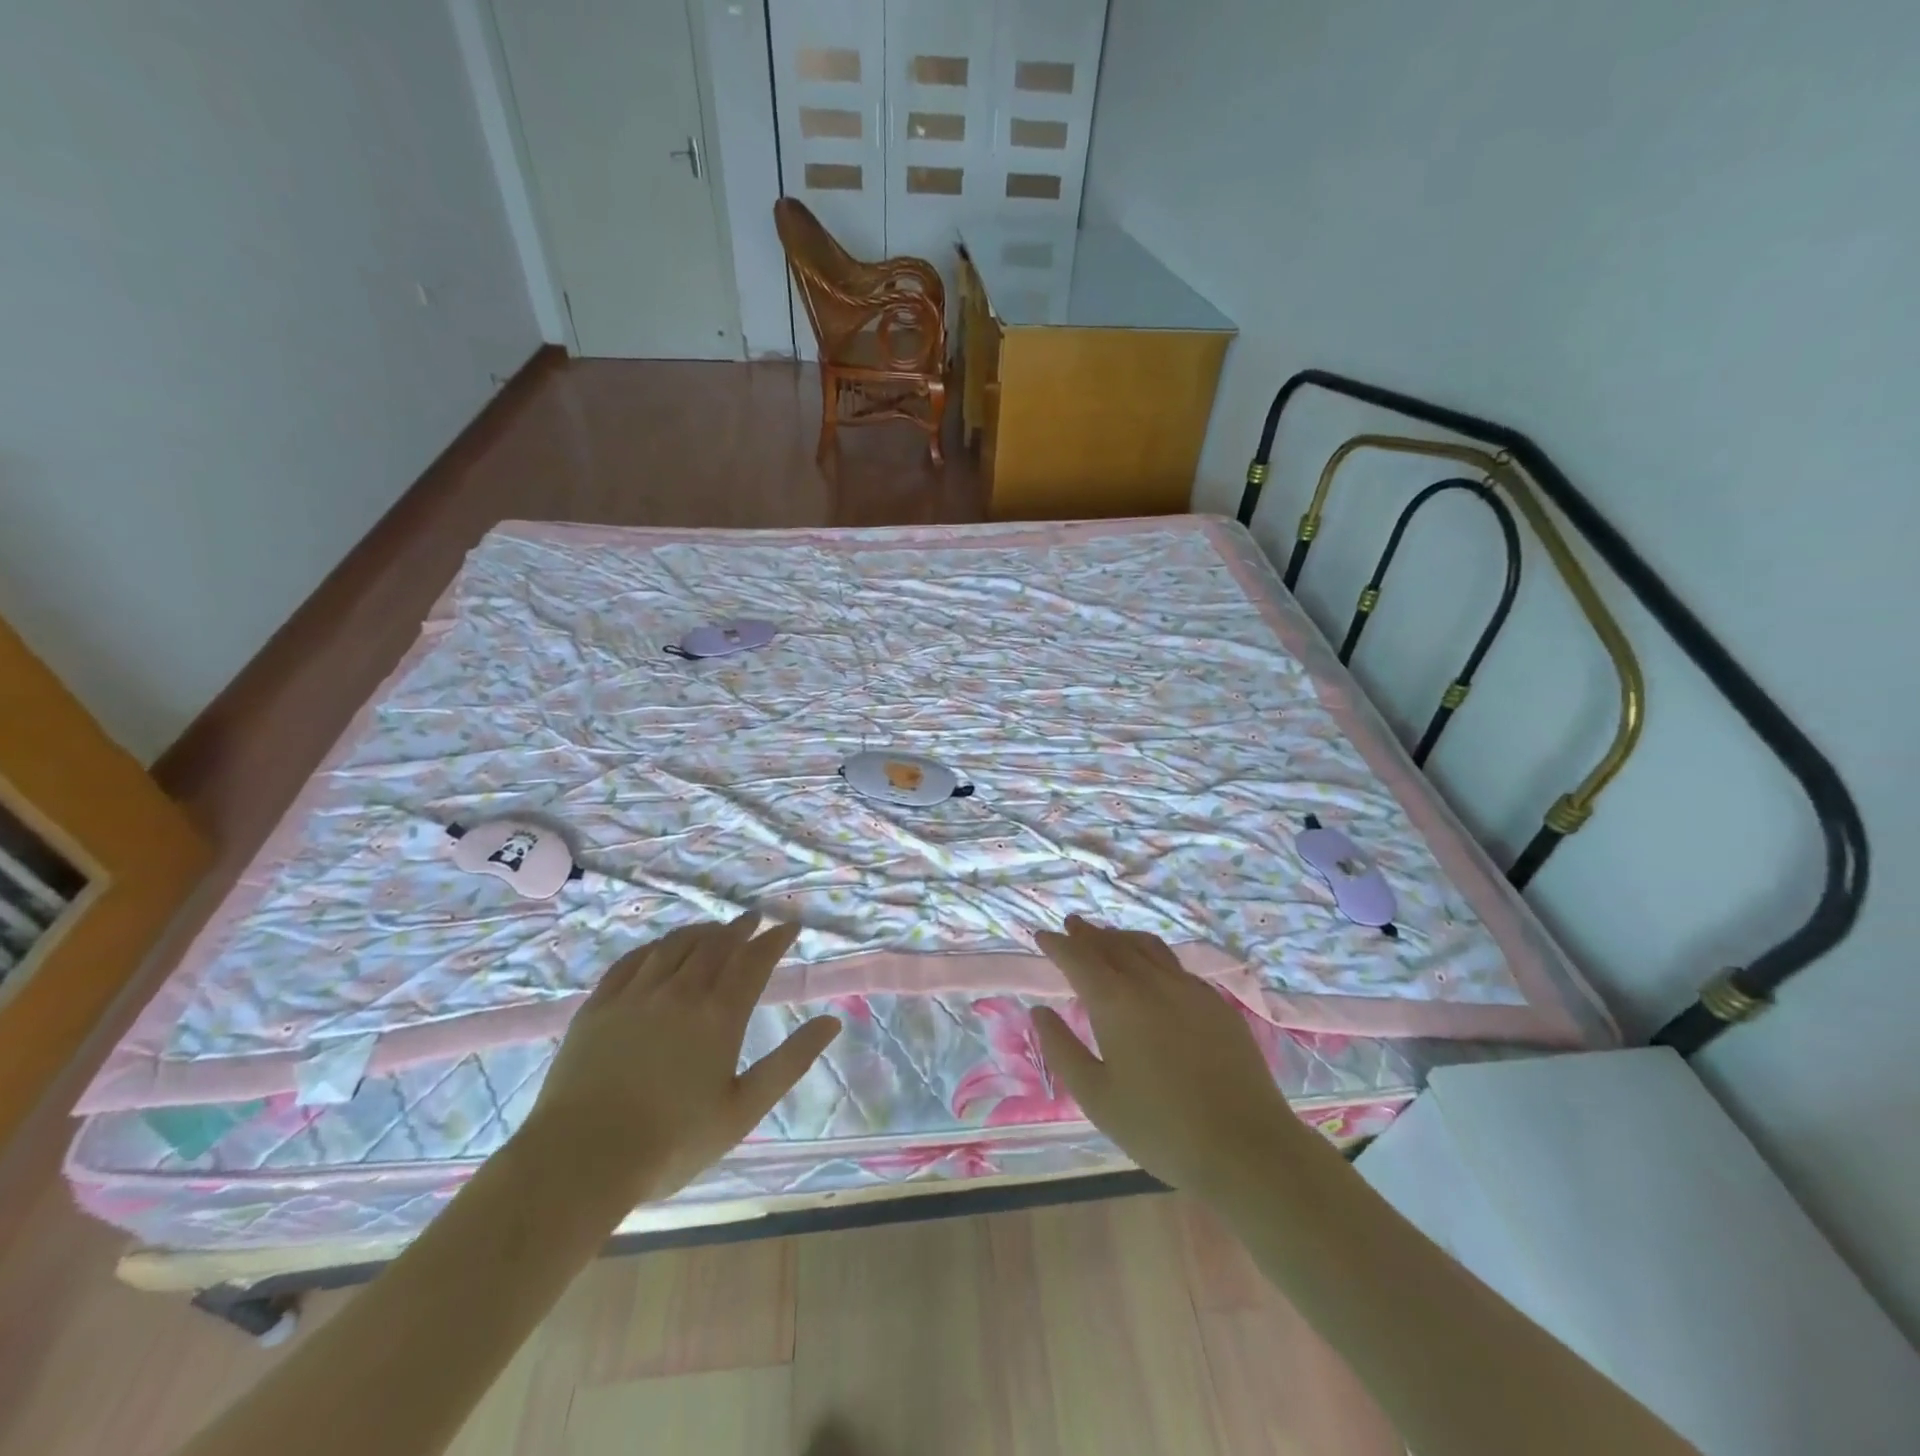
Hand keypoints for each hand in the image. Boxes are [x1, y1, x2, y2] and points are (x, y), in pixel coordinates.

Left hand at [518, 912, 839, 1209]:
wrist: (580, 1159)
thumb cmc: (672, 1142)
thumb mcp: (743, 1109)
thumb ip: (790, 1062)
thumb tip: (831, 1022)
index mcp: (719, 1015)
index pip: (754, 960)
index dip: (775, 939)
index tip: (790, 926)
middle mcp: (681, 992)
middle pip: (716, 944)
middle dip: (740, 928)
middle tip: (754, 920)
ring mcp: (636, 994)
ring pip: (675, 945)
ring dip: (701, 931)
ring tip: (714, 929)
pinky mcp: (599, 1005)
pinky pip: (632, 960)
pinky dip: (656, 946)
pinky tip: (660, 948)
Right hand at [1032, 916, 1307, 1199]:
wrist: (1246, 1146)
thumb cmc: (1160, 1127)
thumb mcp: (1096, 1097)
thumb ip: (1062, 1049)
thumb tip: (1039, 1012)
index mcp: (1115, 1001)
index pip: (1079, 958)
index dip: (1057, 944)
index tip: (1042, 934)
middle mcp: (1150, 982)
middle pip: (1113, 944)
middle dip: (1088, 933)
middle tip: (1072, 924)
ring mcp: (1188, 988)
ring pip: (1147, 946)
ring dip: (1121, 937)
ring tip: (1108, 937)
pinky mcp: (1216, 1002)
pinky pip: (1174, 964)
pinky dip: (1151, 954)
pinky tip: (1153, 969)